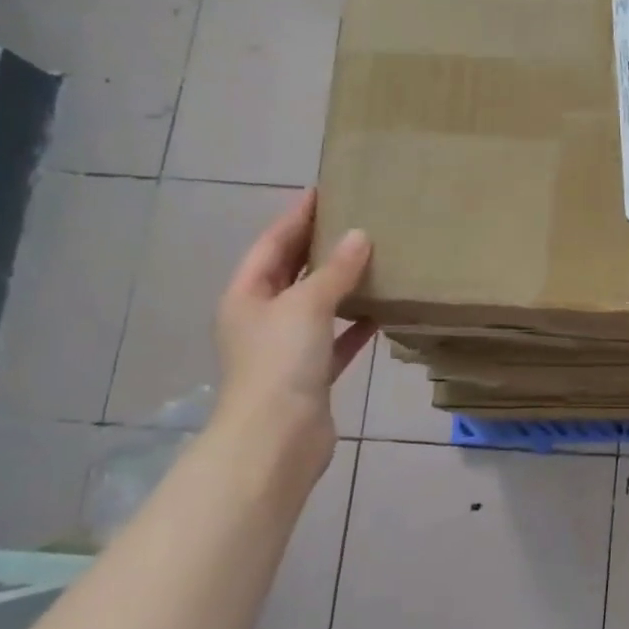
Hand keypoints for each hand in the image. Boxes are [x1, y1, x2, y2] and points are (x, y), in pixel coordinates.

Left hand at [213, 190, 375, 479]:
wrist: (277, 437)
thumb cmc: (281, 362)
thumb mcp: (307, 306)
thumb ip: (335, 271)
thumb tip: (360, 236)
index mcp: (247, 296)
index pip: (272, 244)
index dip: (296, 217)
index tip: (324, 191)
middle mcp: (262, 318)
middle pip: (292, 273)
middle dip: (319, 247)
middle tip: (354, 219)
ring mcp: (286, 348)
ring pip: (317, 306)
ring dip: (341, 285)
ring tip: (373, 259)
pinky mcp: (311, 374)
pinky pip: (336, 339)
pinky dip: (355, 325)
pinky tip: (381, 312)